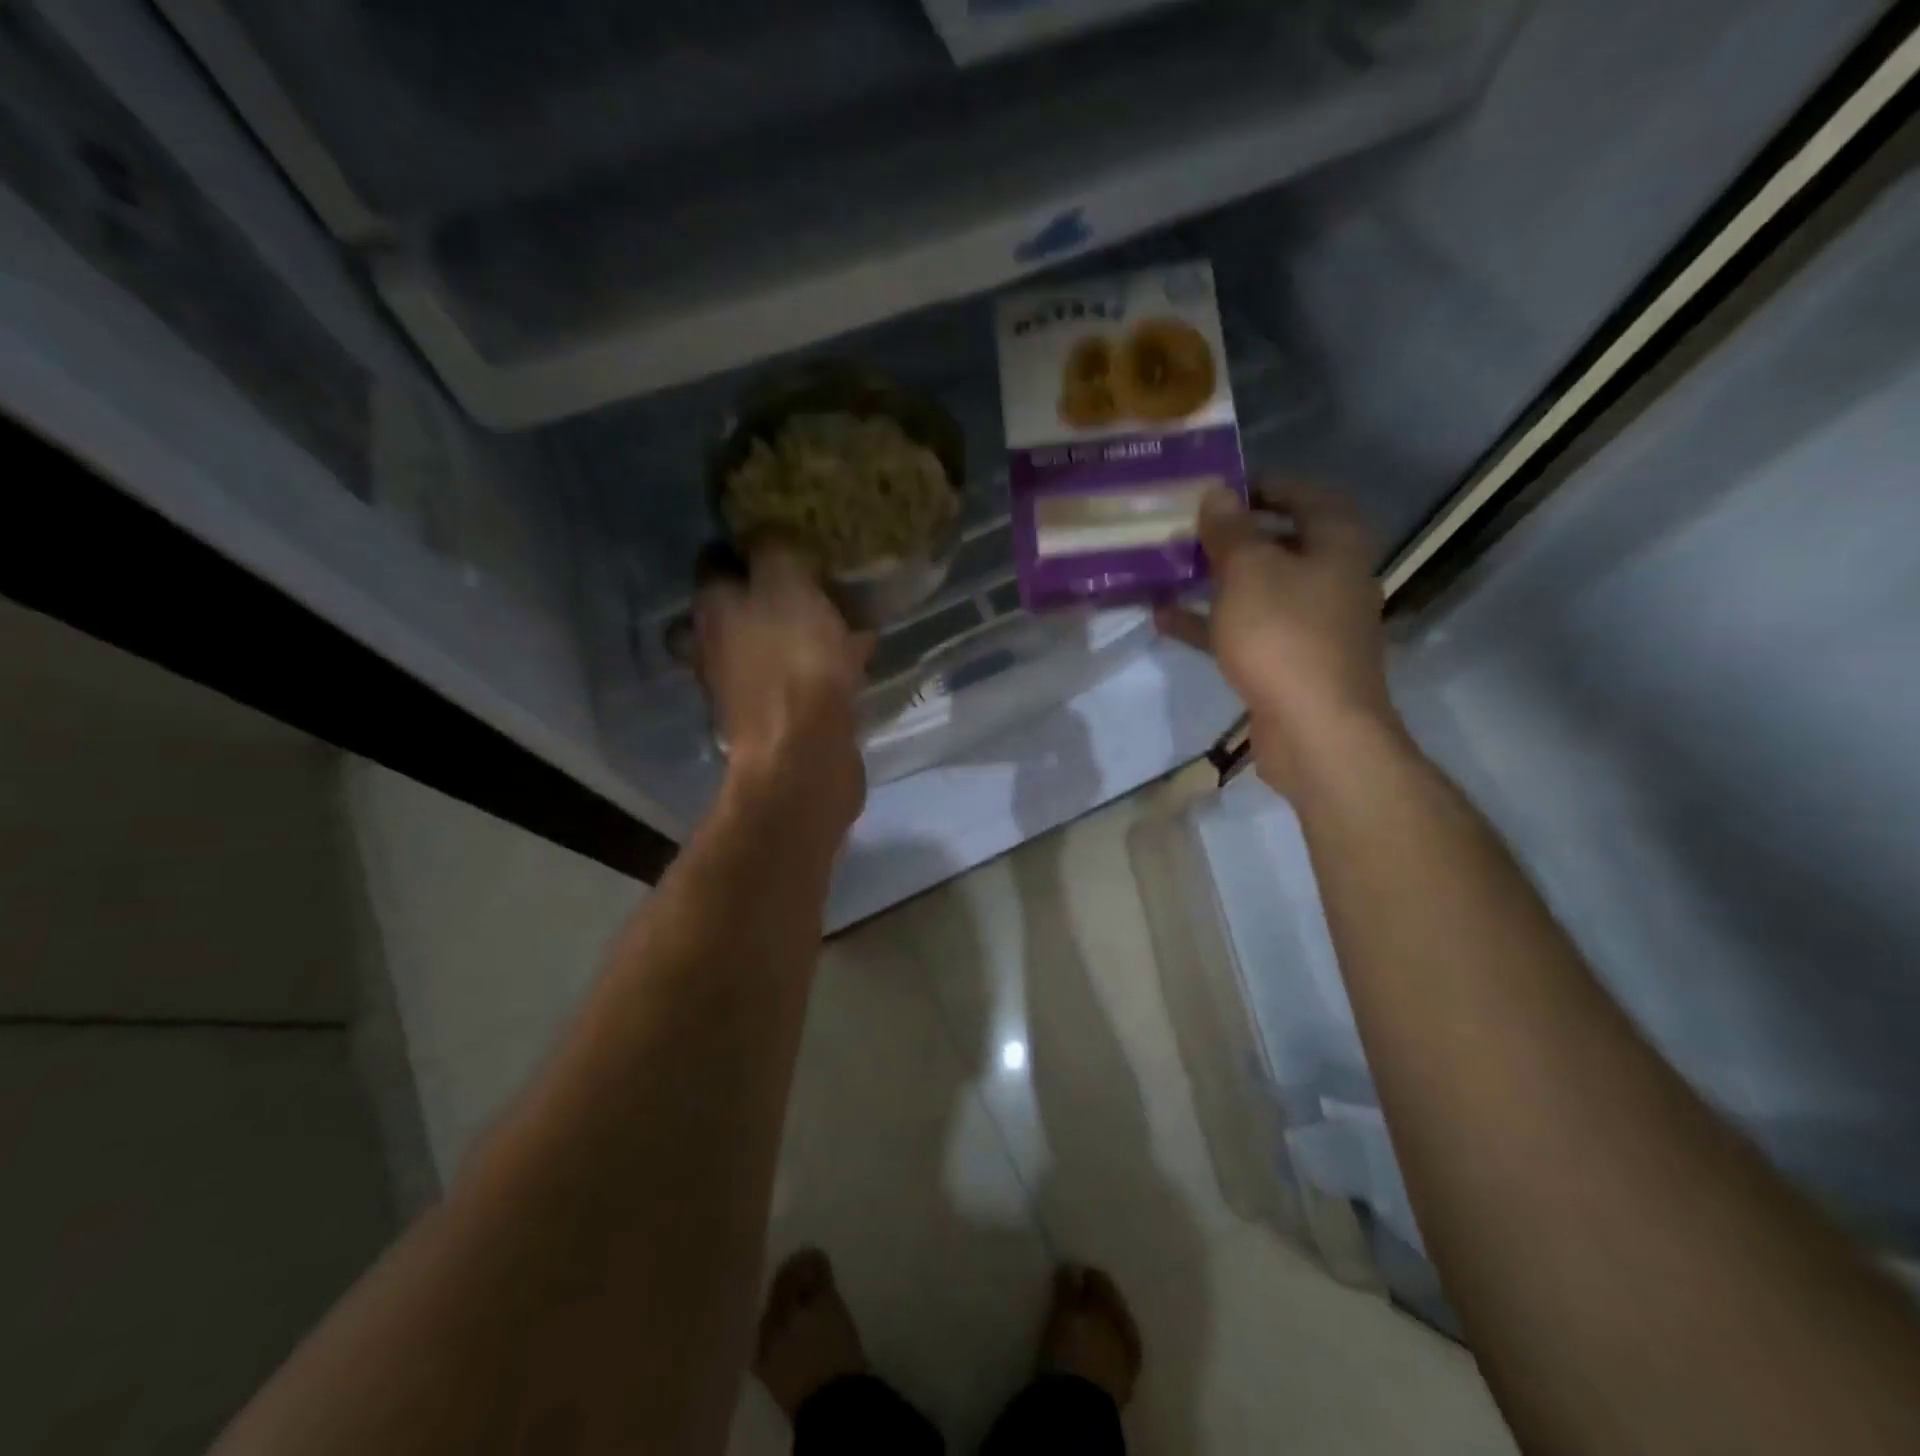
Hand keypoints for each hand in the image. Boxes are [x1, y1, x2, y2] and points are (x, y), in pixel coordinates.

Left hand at [693, 537, 873, 837]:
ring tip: (851, 615)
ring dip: (804, 628)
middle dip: (775, 592)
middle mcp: (716, 646)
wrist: (803, 758)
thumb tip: (766, 531)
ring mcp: (743, 686)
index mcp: (711, 609)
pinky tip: (859, 657)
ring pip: (772, 643)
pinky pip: (799, 675)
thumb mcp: (788, 585)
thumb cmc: (793, 663)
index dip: (745, 546)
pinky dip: (822, 664)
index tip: (784, 538)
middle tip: (817, 580)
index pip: (715, 562)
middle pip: (741, 606)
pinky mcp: (776, 717)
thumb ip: (774, 550)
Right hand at [1156, 480, 1401, 796]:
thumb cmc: (1285, 635)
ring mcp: (1310, 626)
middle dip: (1232, 536)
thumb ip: (1230, 531)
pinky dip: (1209, 623)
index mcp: (1336, 544)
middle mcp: (1330, 579)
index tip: (1221, 486)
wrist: (1316, 730)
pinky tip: (1165, 619)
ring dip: (1215, 580)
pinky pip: (1245, 631)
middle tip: (1187, 527)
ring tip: (1169, 568)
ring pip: (1258, 591)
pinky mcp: (1287, 663)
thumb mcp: (1250, 571)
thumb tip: (1217, 493)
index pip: (1307, 496)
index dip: (1266, 486)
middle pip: (1280, 544)